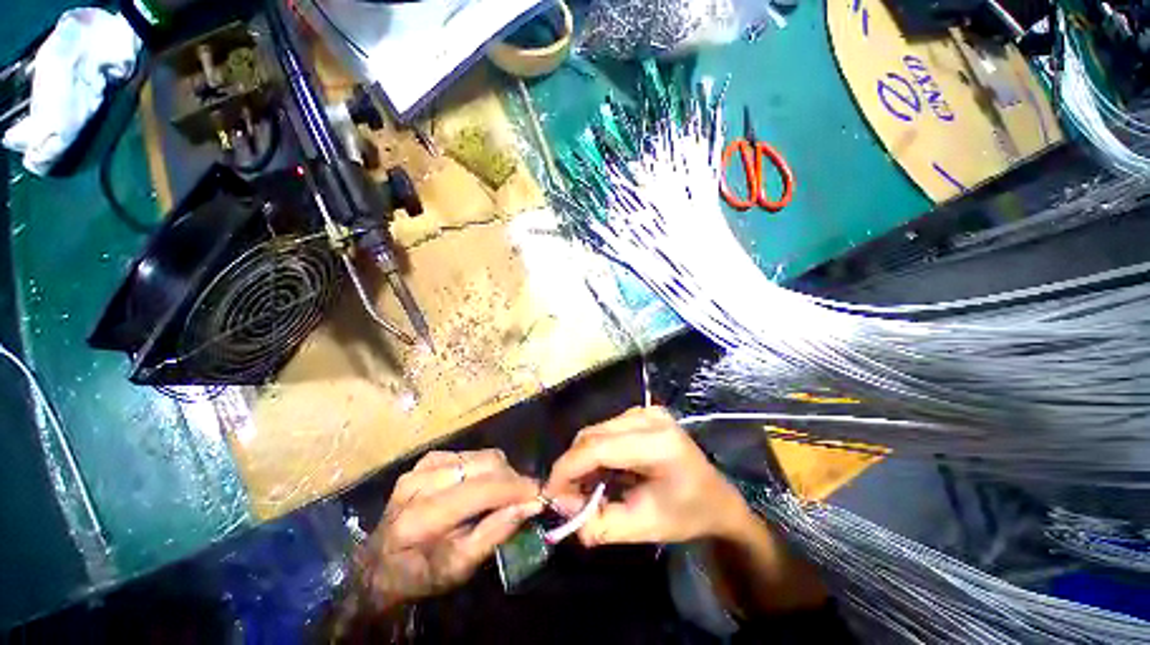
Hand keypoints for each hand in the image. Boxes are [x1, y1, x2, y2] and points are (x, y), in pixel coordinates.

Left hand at [356, 449, 542, 610]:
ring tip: (502, 494)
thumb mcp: (459, 567)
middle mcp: (421, 481)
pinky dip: (485, 468)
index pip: (482, 490)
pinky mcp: (427, 459)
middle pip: (485, 464)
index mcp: (422, 516)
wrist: (380, 563)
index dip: (516, 488)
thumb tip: (532, 504)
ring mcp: (422, 466)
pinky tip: (481, 485)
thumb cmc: (420, 573)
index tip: (540, 493)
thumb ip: (496, 532)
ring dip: (500, 472)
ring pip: (481, 456)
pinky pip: (470, 454)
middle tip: (523, 497)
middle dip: (512, 479)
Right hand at [544, 407, 753, 545]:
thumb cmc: (686, 516)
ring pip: (596, 431)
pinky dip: (596, 452)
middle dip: (572, 466)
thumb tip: (562, 510)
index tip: (549, 495)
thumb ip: (598, 523)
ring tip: (585, 489)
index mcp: (658, 443)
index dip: (567, 469)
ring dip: (583, 459)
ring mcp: (647, 411)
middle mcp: (650, 417)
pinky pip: (606, 430)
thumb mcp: (643, 528)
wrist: (717, 500)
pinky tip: (602, 473)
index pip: (598, 447)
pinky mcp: (643, 414)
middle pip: (593, 434)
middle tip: (567, 498)